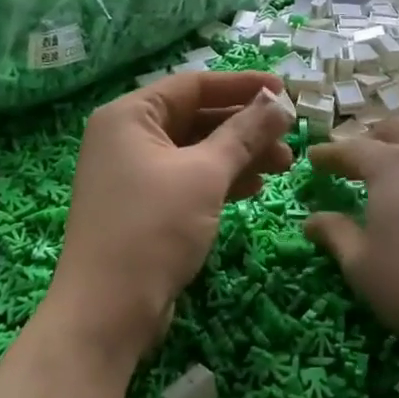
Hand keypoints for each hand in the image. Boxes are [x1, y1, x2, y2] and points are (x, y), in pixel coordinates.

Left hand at [50, 69, 294, 364]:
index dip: (242, 85)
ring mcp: (134, 174)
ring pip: (197, 151)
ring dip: (240, 155)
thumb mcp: (204, 174)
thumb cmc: (153, 228)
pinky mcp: (145, 206)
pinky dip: (221, 180)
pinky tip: (254, 188)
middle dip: (246, 126)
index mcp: (130, 116)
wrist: (107, 312)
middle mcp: (127, 137)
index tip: (285, 90)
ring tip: (284, 165)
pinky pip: (189, 179)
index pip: (193, 85)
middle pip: (197, 117)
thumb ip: (244, 134)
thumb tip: (280, 102)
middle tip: (290, 137)